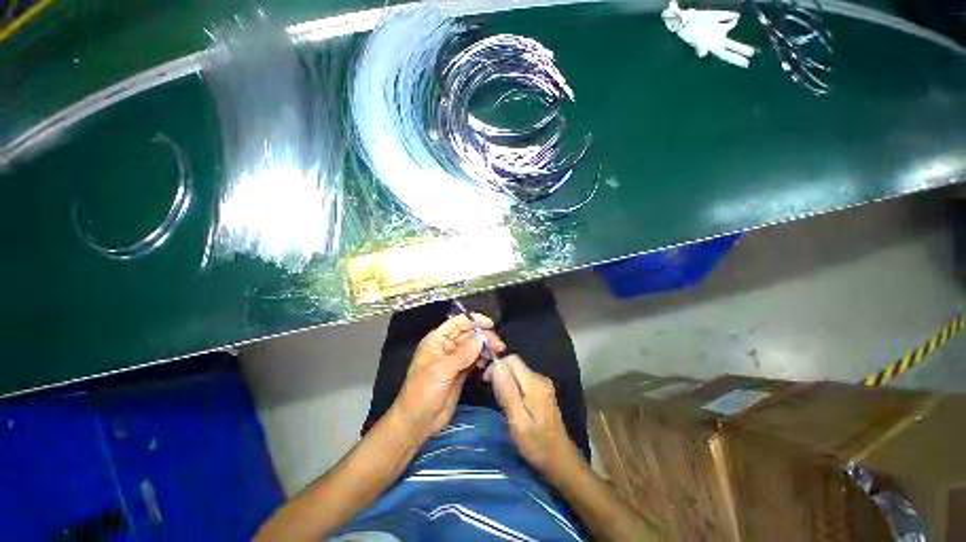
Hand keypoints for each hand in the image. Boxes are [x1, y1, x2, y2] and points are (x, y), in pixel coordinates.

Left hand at [392, 313, 505, 441]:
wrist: (416, 423)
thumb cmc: (423, 393)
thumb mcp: (441, 371)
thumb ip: (463, 354)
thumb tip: (481, 338)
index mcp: (437, 340)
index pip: (458, 322)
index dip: (474, 321)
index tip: (491, 325)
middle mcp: (446, 346)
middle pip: (468, 334)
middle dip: (484, 337)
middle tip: (499, 345)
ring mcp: (454, 360)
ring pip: (473, 347)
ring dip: (485, 348)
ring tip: (497, 354)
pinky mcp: (460, 372)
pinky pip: (474, 360)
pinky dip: (482, 360)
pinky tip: (489, 364)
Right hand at [486, 355, 579, 474]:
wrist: (560, 460)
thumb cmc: (536, 444)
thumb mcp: (517, 421)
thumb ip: (507, 392)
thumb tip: (496, 366)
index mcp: (534, 383)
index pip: (511, 359)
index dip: (496, 366)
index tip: (487, 382)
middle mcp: (540, 378)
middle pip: (514, 364)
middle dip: (500, 374)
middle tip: (494, 395)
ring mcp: (543, 384)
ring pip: (517, 371)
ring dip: (506, 381)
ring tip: (502, 403)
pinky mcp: (542, 391)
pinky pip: (522, 379)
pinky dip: (513, 386)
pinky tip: (512, 404)